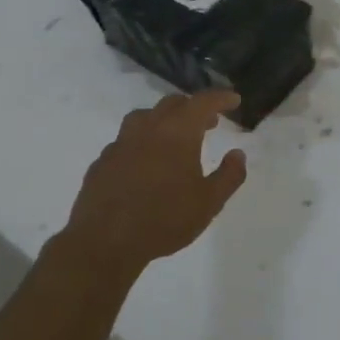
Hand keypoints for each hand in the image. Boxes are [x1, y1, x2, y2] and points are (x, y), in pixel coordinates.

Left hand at [52, 90, 247, 281]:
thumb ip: (229, 175)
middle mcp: (148, 129)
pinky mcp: (102, 162)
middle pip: (172, 103)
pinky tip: (144, 162)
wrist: (105, 242)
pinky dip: (141, 142)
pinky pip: (125, 141)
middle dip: (193, 108)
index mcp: (178, 133)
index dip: (220, 98)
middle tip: (208, 123)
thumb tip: (238, 154)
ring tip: (173, 136)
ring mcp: (120, 144)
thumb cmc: (165, 219)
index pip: (202, 102)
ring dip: (163, 119)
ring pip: (144, 116)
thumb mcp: (209, 202)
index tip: (233, 100)